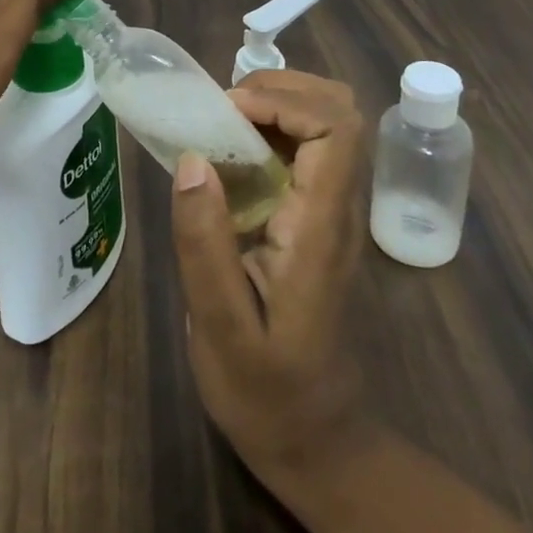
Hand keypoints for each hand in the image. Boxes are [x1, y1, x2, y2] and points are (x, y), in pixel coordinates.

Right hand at [170, 70, 370, 494]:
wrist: (319, 443)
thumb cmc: (266, 393)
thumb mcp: (220, 327)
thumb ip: (205, 242)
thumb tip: (192, 158)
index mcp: (322, 227)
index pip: (336, 128)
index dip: (282, 101)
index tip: (225, 115)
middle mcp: (339, 208)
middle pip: (341, 110)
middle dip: (280, 89)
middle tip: (220, 110)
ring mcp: (334, 212)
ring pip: (328, 123)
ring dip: (275, 104)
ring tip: (219, 123)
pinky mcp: (319, 218)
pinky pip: (308, 149)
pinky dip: (271, 129)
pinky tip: (229, 153)